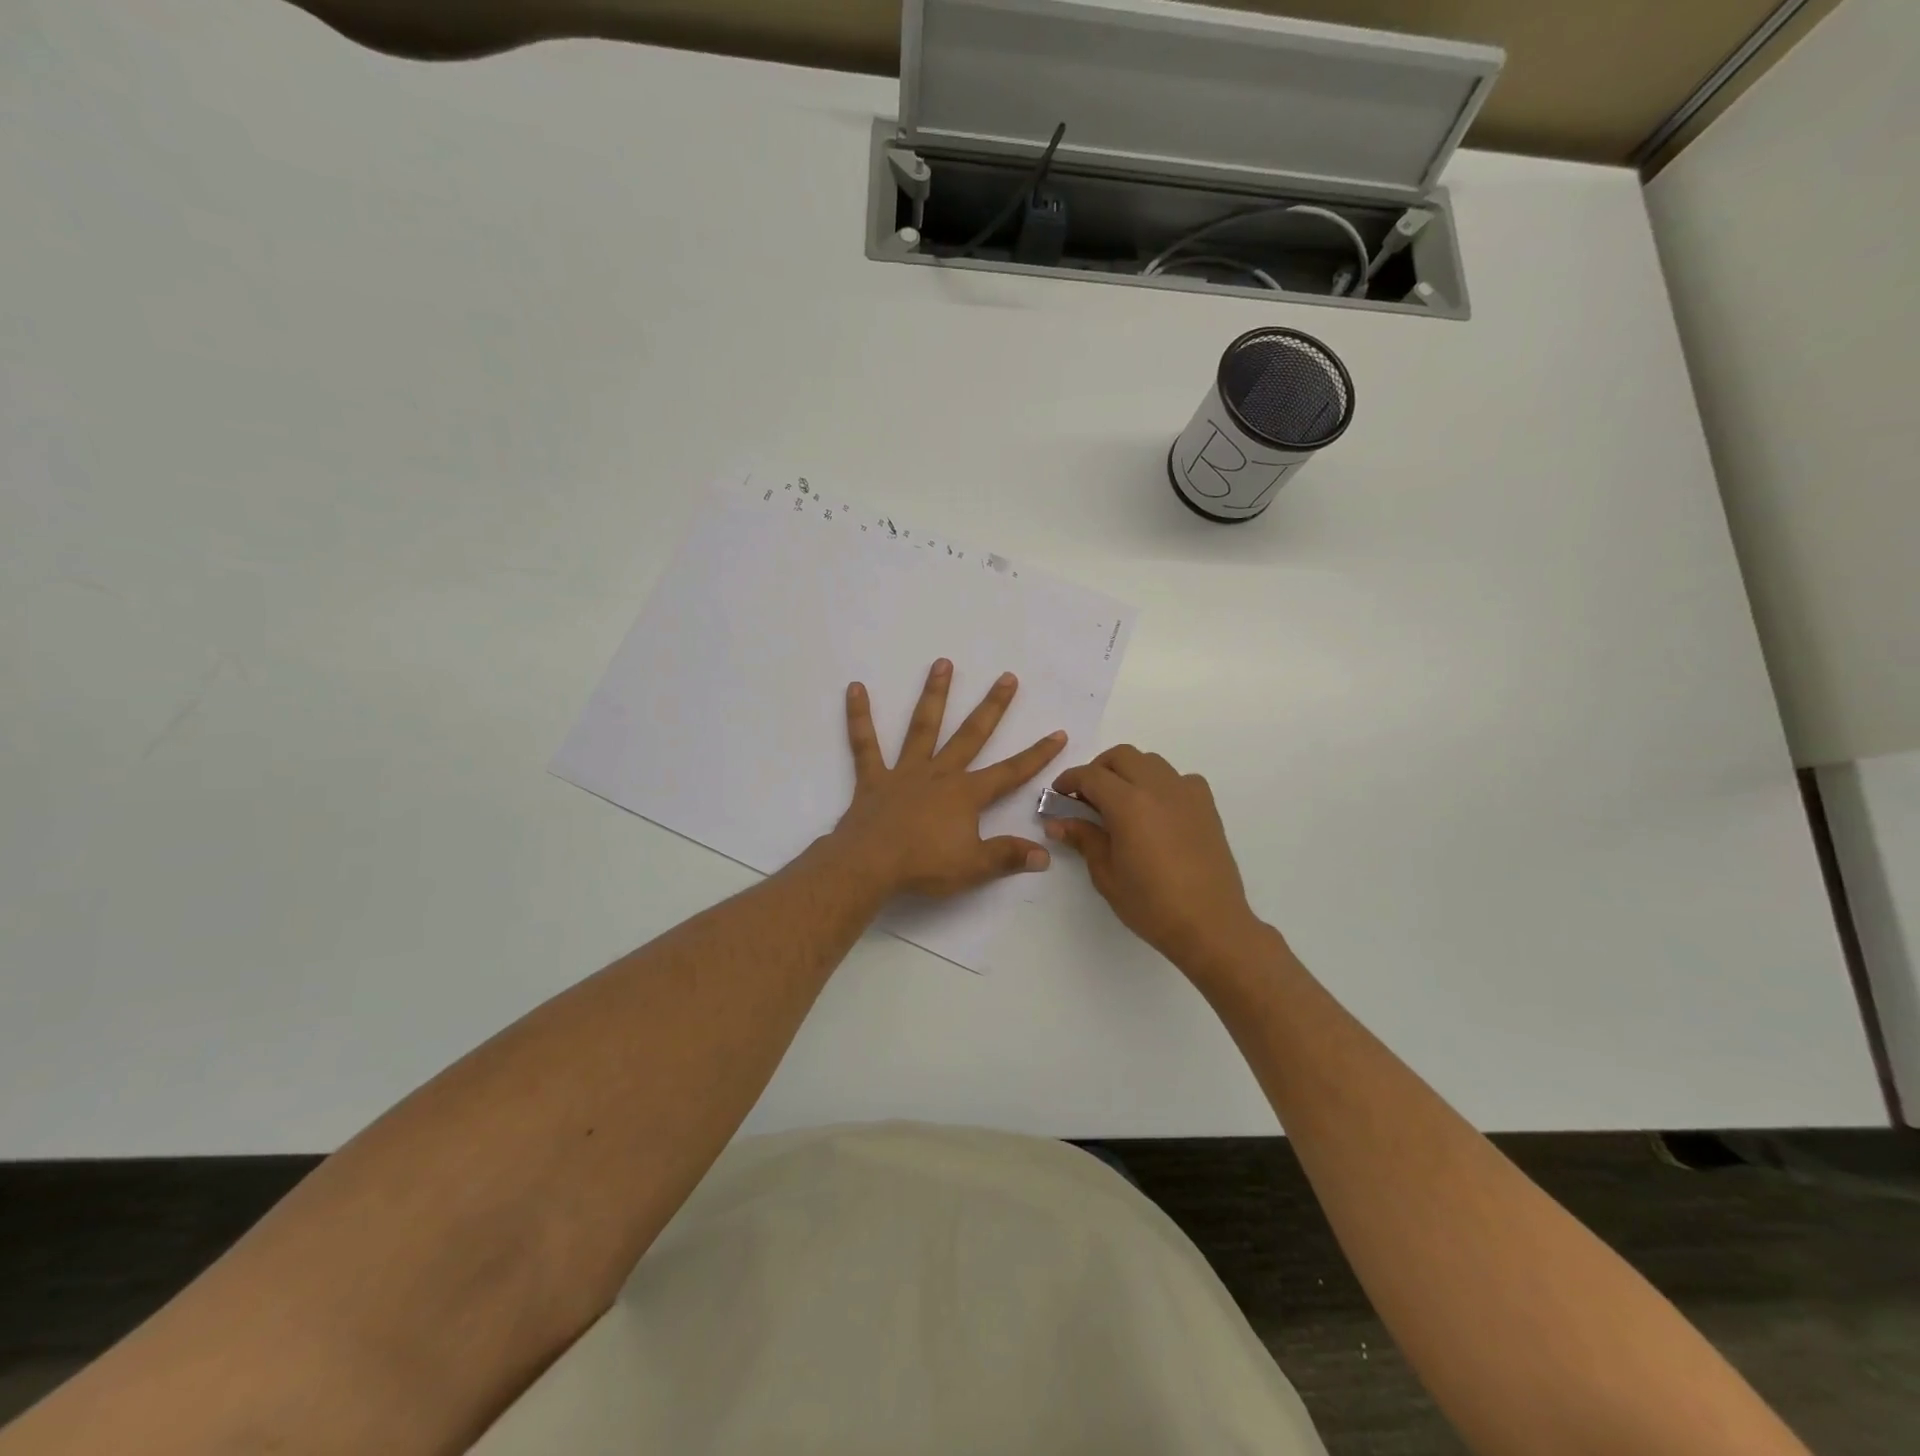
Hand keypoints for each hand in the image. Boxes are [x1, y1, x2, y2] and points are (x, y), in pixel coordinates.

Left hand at [829, 658, 1067, 898]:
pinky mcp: (873, 778)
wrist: (870, 865)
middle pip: (971, 735)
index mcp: (966, 794)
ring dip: (935, 694)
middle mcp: (939, 773)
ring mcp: (905, 772)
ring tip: (943, 663)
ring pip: (923, 726)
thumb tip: (1045, 854)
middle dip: (993, 707)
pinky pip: (865, 743)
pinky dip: (859, 716)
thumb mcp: (974, 867)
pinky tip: (855, 689)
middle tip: (1007, 677)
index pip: (1010, 772)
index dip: (1037, 755)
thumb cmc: (924, 865)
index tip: (1058, 733)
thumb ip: (1008, 856)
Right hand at [1047, 746, 1267, 973]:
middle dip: (1099, 769)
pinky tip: (1157, 810)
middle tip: (1087, 796)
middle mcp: (1158, 788)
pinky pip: (1179, 779)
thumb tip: (1058, 822)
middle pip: (1122, 756)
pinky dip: (1161, 783)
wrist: (1210, 924)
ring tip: (1120, 801)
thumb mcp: (1106, 875)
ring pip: (1151, 762)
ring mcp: (1186, 793)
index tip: (1058, 794)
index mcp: (1128, 804)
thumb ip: (1084, 839)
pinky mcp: (1206, 806)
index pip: (1091, 776)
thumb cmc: (1151, 904)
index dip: (1070, 780)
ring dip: (1129, 772)